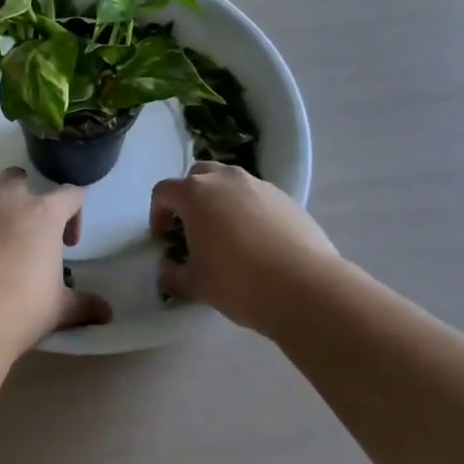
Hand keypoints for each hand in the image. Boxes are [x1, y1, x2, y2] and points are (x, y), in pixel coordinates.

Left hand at [0, 168, 108, 354]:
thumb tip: (107, 314)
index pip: (70, 194)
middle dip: (23, 194)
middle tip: (26, 228)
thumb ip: (85, 305)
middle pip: (16, 177)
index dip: (75, 213)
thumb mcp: (61, 309)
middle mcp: (5, 203)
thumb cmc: (22, 308)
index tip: (69, 243)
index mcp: (42, 214)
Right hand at [151, 162, 339, 335]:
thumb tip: (167, 272)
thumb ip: (173, 275)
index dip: (157, 213)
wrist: (305, 287)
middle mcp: (225, 179)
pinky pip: (257, 196)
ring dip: (221, 200)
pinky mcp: (286, 198)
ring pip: (230, 182)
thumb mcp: (196, 284)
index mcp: (195, 193)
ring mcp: (259, 185)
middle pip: (198, 175)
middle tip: (192, 227)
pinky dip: (249, 210)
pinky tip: (257, 241)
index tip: (163, 237)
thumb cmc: (238, 281)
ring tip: (227, 233)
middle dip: (189, 197)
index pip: (164, 191)